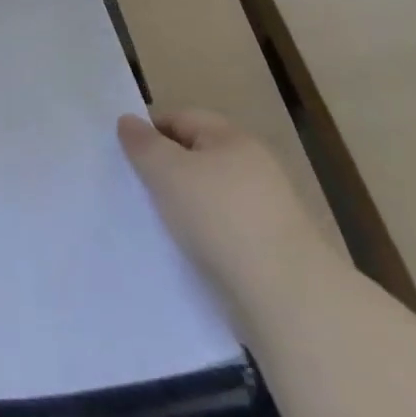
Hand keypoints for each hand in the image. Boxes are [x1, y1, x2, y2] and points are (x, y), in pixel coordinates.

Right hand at [118, 109, 328, 313]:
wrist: (287, 298)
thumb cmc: (220, 218)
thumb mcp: (167, 172)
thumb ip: (142, 143)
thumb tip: (128, 121)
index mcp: (232, 138)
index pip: (180, 118)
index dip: (150, 132)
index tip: (128, 159)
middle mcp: (253, 165)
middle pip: (197, 156)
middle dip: (167, 170)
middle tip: (140, 191)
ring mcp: (267, 208)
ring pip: (211, 195)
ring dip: (186, 206)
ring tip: (162, 225)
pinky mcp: (272, 248)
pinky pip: (226, 229)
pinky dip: (207, 235)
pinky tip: (192, 252)